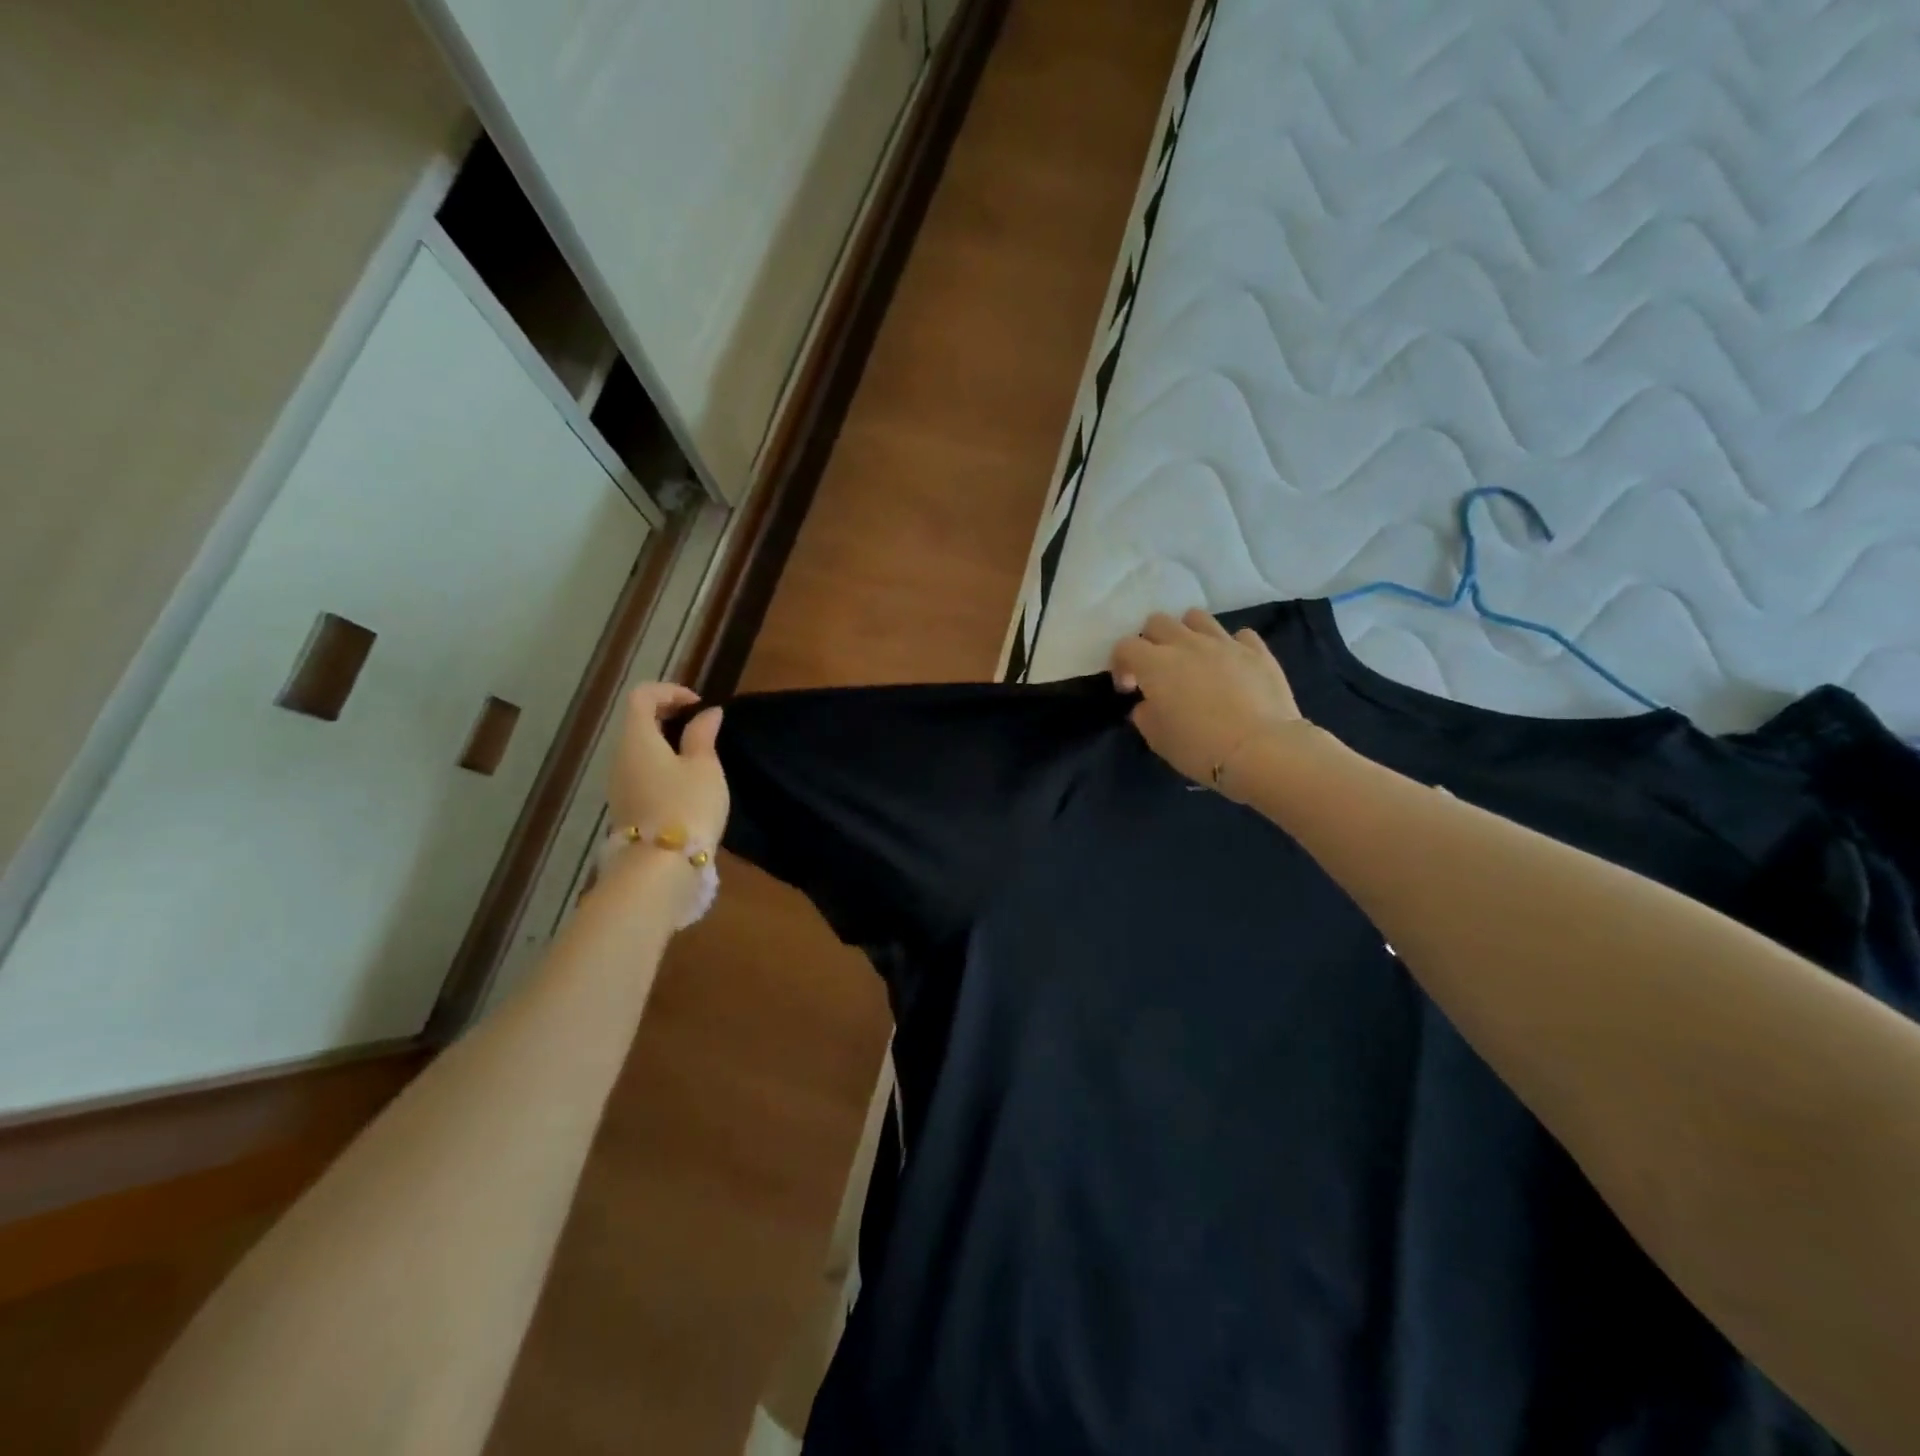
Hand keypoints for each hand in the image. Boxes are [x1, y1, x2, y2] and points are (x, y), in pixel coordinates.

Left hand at [608, 684, 728, 845]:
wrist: (661, 867)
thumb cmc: (687, 806)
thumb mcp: (704, 767)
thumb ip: (703, 736)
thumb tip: (707, 714)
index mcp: (637, 739)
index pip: (642, 696)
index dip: (670, 691)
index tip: (699, 705)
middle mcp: (620, 757)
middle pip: (637, 722)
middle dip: (668, 716)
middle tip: (701, 725)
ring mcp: (619, 785)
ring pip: (639, 749)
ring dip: (666, 742)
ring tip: (699, 754)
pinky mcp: (626, 807)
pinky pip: (641, 772)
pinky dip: (662, 765)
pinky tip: (687, 782)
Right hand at [1110, 610, 1304, 790]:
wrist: (1261, 750)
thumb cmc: (1199, 747)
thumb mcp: (1157, 739)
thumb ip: (1145, 714)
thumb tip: (1149, 704)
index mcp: (1156, 664)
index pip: (1125, 647)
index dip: (1121, 664)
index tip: (1129, 688)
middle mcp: (1187, 644)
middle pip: (1158, 622)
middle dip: (1151, 641)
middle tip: (1157, 670)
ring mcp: (1224, 643)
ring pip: (1197, 617)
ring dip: (1188, 633)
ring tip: (1193, 659)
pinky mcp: (1257, 651)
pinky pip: (1239, 635)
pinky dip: (1231, 646)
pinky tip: (1232, 666)